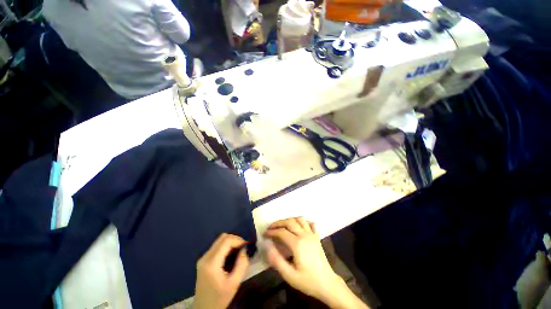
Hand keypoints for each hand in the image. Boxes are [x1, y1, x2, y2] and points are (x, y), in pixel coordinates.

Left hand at [194, 233, 248, 308]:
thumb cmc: (219, 298)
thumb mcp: (234, 283)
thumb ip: (242, 264)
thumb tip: (244, 250)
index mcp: (212, 263)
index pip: (226, 241)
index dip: (238, 240)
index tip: (246, 246)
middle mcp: (205, 257)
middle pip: (222, 237)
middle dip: (235, 239)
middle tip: (243, 247)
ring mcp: (203, 258)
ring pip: (219, 240)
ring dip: (231, 242)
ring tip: (238, 250)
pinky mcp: (203, 260)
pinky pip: (217, 246)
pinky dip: (226, 246)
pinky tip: (231, 254)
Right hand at [264, 217, 367, 308]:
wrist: (327, 284)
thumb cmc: (308, 281)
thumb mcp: (290, 276)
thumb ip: (277, 261)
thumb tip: (268, 247)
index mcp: (297, 244)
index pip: (282, 232)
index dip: (272, 232)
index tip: (265, 234)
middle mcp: (305, 235)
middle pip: (290, 222)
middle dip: (279, 223)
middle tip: (271, 227)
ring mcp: (312, 235)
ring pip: (300, 219)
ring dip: (290, 220)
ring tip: (283, 226)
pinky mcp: (317, 237)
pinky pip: (310, 224)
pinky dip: (303, 222)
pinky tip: (299, 227)